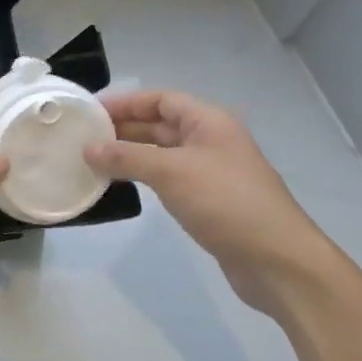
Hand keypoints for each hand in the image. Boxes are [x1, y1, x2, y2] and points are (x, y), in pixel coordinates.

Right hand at [84, 91, 336, 314]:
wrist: (277, 260)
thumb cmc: (225, 202)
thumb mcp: (171, 172)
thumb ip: (126, 158)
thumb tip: (87, 149)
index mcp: (208, 122)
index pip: (161, 99)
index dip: (126, 102)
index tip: (91, 111)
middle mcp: (210, 140)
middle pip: (160, 125)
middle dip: (124, 128)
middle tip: (84, 136)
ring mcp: (210, 172)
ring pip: (162, 153)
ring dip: (130, 154)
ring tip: (93, 160)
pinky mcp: (209, 201)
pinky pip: (168, 178)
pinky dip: (143, 177)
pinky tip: (121, 185)